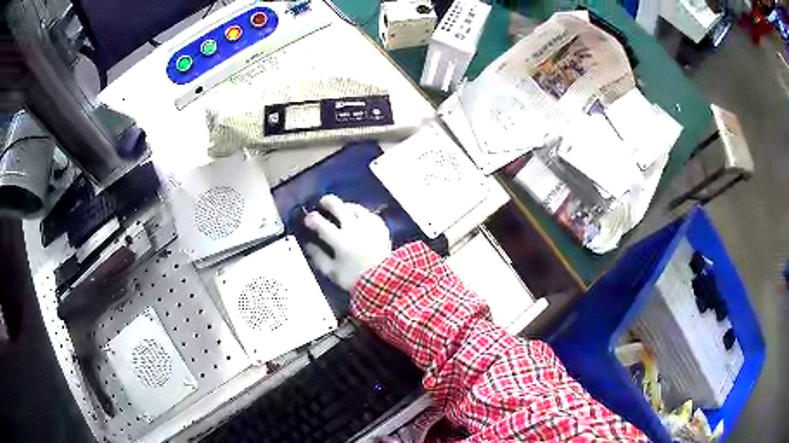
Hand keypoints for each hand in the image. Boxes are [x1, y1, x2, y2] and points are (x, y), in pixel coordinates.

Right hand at [303, 195, 391, 290]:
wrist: (384, 281)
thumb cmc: (355, 278)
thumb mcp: (332, 271)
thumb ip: (318, 257)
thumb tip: (308, 244)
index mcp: (340, 240)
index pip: (321, 223)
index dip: (311, 218)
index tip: (308, 219)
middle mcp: (354, 228)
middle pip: (338, 206)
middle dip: (327, 202)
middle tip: (322, 203)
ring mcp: (369, 225)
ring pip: (355, 207)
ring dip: (345, 206)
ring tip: (341, 209)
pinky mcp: (381, 227)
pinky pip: (369, 214)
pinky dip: (361, 214)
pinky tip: (359, 218)